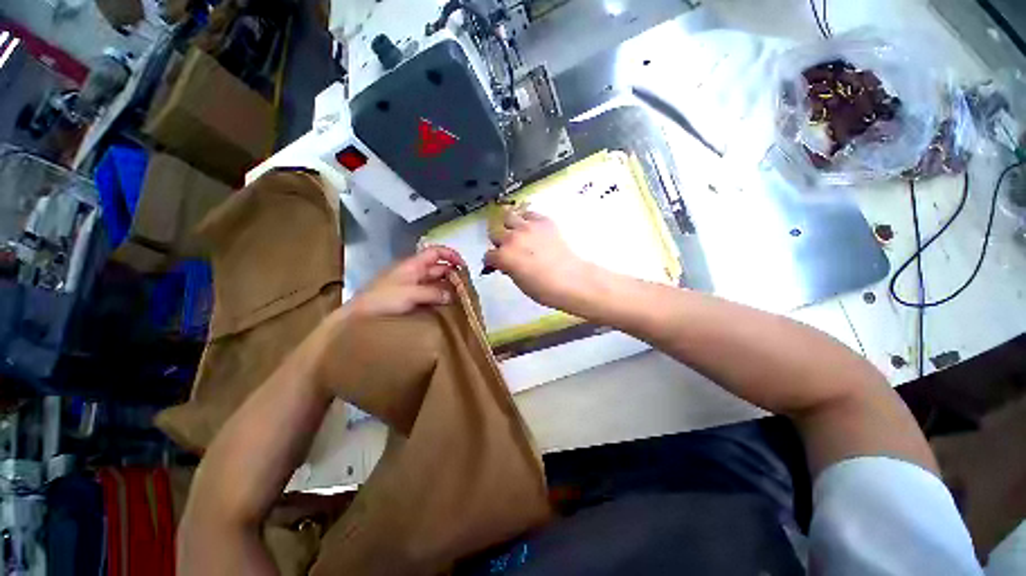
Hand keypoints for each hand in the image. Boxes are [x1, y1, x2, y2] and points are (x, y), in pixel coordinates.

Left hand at [346, 246, 465, 318]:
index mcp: (413, 265)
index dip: (451, 255)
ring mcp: (413, 285)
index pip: (435, 252)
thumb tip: (452, 295)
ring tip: (461, 297)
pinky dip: (440, 297)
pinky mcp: (411, 298)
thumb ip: (433, 293)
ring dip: (448, 288)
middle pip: (439, 268)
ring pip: (436, 282)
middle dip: (453, 274)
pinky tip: (447, 305)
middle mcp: (415, 272)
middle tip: (466, 287)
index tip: (463, 266)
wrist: (360, 316)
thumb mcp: (410, 293)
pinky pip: (431, 294)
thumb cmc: (383, 299)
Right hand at [484, 209, 595, 310]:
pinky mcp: (543, 221)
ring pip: (508, 217)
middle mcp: (511, 238)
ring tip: (518, 234)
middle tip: (508, 249)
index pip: (488, 255)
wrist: (571, 279)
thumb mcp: (519, 282)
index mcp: (503, 256)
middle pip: (495, 233)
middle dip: (499, 242)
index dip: (492, 261)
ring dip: (510, 226)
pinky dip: (527, 220)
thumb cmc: (543, 289)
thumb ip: (508, 268)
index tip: (496, 264)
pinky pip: (529, 214)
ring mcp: (527, 227)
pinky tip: (532, 229)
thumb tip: (505, 263)